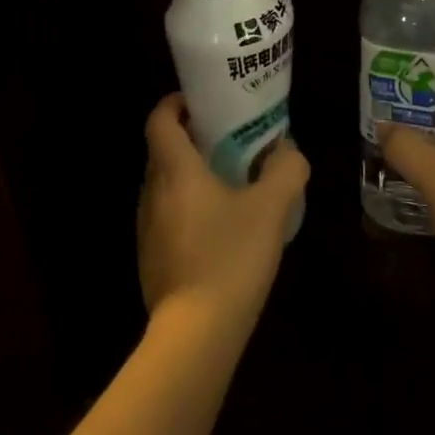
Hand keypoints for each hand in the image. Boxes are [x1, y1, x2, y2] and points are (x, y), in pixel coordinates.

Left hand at [138, 94, 308, 328]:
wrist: (196, 333)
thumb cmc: (231, 257)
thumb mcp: (271, 208)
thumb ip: (285, 170)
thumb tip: (288, 149)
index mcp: (175, 169)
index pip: (159, 119)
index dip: (176, 103)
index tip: (202, 101)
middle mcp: (152, 192)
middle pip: (163, 150)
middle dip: (191, 137)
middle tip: (229, 138)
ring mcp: (147, 227)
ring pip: (164, 184)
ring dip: (190, 174)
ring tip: (229, 181)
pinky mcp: (151, 257)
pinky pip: (167, 215)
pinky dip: (188, 206)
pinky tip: (220, 227)